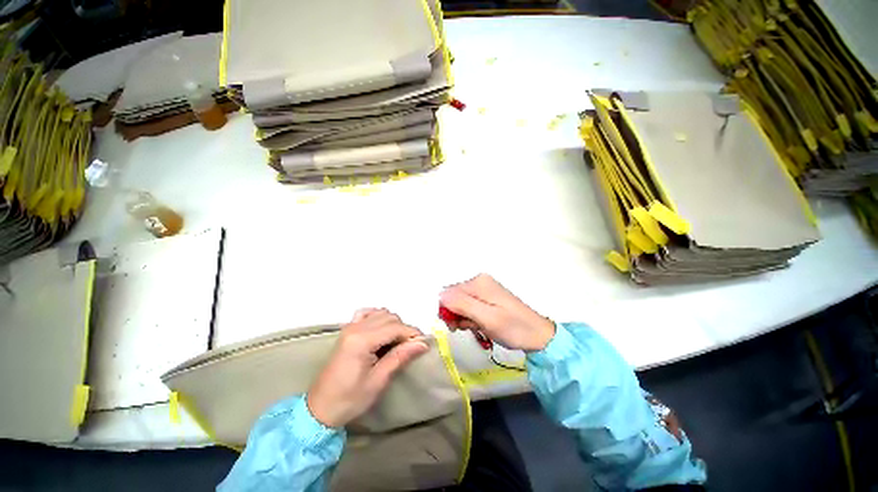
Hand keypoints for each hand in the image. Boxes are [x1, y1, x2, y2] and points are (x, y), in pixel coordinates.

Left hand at [307, 309, 428, 427]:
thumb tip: (422, 343)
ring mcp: (350, 327)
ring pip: (381, 313)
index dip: (412, 333)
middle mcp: (356, 328)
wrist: (320, 409)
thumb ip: (400, 357)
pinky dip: (378, 317)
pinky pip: (367, 313)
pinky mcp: (347, 330)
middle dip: (404, 329)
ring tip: (397, 342)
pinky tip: (382, 329)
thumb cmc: (349, 399)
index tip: (423, 344)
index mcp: (362, 341)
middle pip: (390, 318)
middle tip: (410, 347)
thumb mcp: (378, 381)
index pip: (395, 327)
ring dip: (393, 324)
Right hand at [440, 274, 554, 350]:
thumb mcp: (486, 318)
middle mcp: (479, 282)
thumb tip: (440, 295)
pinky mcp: (487, 298)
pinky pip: (469, 307)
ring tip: (476, 328)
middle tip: (466, 328)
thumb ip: (462, 304)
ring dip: (463, 318)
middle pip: (454, 297)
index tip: (455, 326)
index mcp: (478, 283)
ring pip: (460, 303)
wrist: (537, 336)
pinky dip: (470, 318)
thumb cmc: (513, 328)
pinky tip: (479, 325)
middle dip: (456, 314)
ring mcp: (484, 290)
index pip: (448, 292)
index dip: (447, 310)